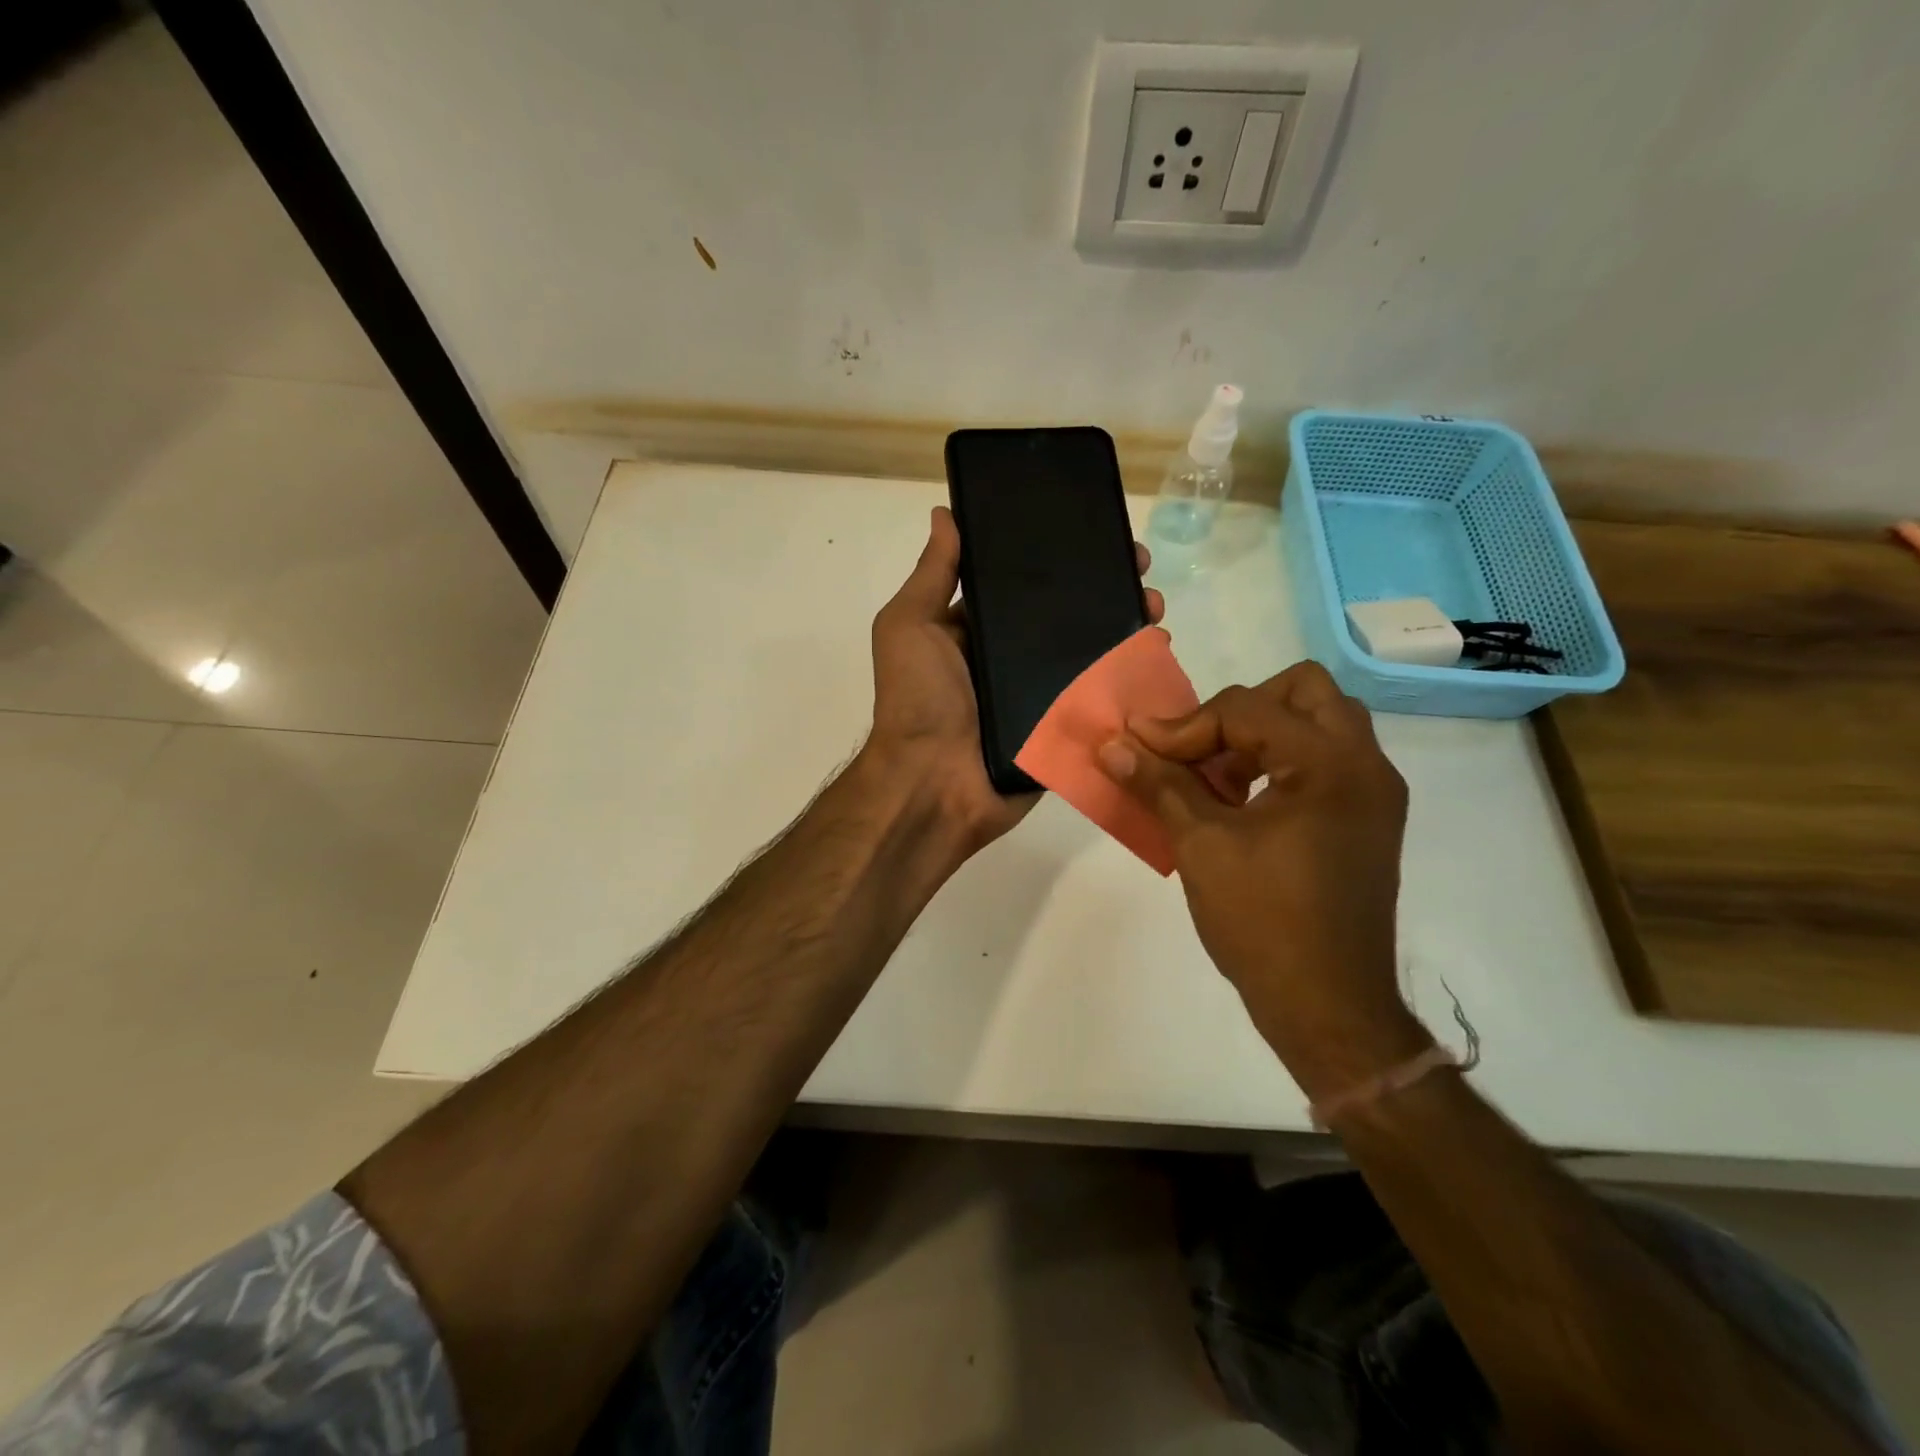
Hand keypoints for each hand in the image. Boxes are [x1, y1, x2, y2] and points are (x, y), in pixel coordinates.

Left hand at [865, 505, 1163, 855]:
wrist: (934, 785)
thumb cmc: (918, 699)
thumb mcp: (910, 626)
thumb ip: (933, 574)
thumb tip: (945, 514)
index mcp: (978, 630)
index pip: (1025, 584)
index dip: (1060, 558)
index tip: (1097, 532)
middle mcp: (1012, 659)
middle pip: (1068, 615)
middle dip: (1106, 588)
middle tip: (1141, 569)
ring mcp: (1042, 695)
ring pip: (1091, 653)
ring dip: (1126, 626)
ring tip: (1154, 606)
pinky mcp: (1064, 728)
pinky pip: (1101, 698)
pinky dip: (1129, 677)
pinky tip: (1156, 653)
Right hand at [1097, 662, 1429, 1096]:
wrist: (1328, 1006)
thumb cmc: (1262, 922)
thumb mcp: (1199, 845)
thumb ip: (1157, 783)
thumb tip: (1111, 744)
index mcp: (1329, 764)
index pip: (1246, 710)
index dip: (1183, 726)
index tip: (1139, 748)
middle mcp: (1365, 765)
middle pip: (1302, 691)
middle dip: (1239, 709)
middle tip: (1198, 748)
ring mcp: (1373, 793)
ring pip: (1319, 722)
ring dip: (1262, 733)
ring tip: (1216, 778)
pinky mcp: (1367, 819)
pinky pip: (1325, 759)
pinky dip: (1281, 761)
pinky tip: (1241, 802)